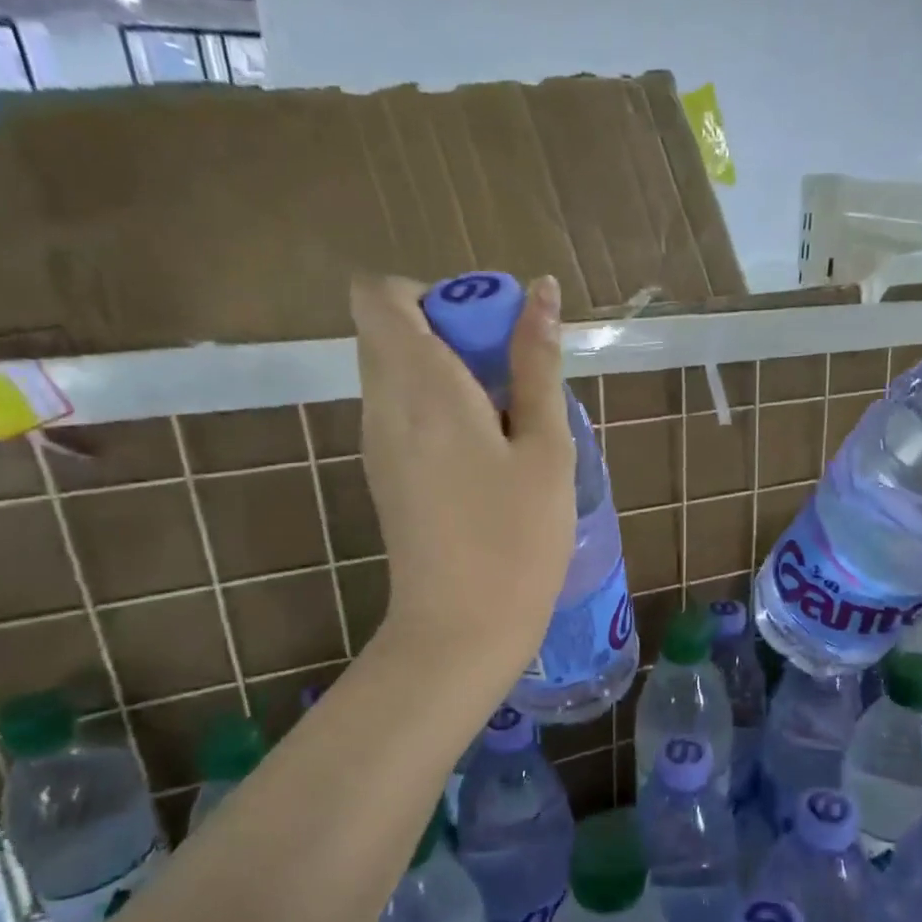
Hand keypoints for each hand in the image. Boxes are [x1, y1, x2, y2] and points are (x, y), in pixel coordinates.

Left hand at [351, 274, 576, 677]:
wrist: (462, 629)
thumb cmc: (516, 538)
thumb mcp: (545, 448)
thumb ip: (537, 365)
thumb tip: (541, 292)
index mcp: (420, 386)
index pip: (378, 294)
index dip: (432, 293)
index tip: (487, 329)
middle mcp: (382, 405)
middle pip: (388, 330)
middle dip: (447, 329)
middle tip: (509, 374)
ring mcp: (376, 443)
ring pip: (394, 372)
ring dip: (445, 371)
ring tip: (506, 417)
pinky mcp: (384, 476)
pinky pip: (399, 412)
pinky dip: (436, 407)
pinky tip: (486, 453)